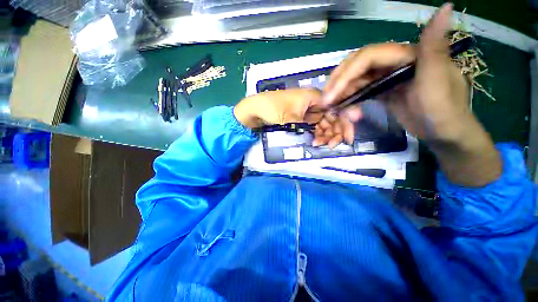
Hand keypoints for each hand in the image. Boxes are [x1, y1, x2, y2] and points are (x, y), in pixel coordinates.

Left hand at [234, 89, 355, 147]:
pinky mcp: (301, 119)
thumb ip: (311, 125)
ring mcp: (307, 112)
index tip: (347, 137)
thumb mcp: (292, 118)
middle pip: (331, 117)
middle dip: (335, 132)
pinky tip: (315, 143)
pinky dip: (316, 135)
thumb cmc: (273, 109)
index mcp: (314, 97)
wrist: (255, 110)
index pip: (336, 109)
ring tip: (323, 146)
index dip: (344, 123)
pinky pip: (314, 127)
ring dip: (325, 135)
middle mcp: (313, 103)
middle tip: (334, 145)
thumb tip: (328, 131)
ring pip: (323, 124)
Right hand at [323, 6, 470, 143]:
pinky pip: (360, 90)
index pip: (367, 57)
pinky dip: (349, 98)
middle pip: (357, 67)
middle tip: (325, 101)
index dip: (346, 75)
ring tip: (330, 107)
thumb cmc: (444, 110)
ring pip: (355, 80)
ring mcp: (386, 77)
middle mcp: (393, 62)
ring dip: (341, 93)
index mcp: (406, 54)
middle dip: (338, 84)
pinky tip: (342, 108)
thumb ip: (435, 46)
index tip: (331, 96)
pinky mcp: (382, 90)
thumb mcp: (439, 79)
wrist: (445, 133)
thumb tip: (446, 6)